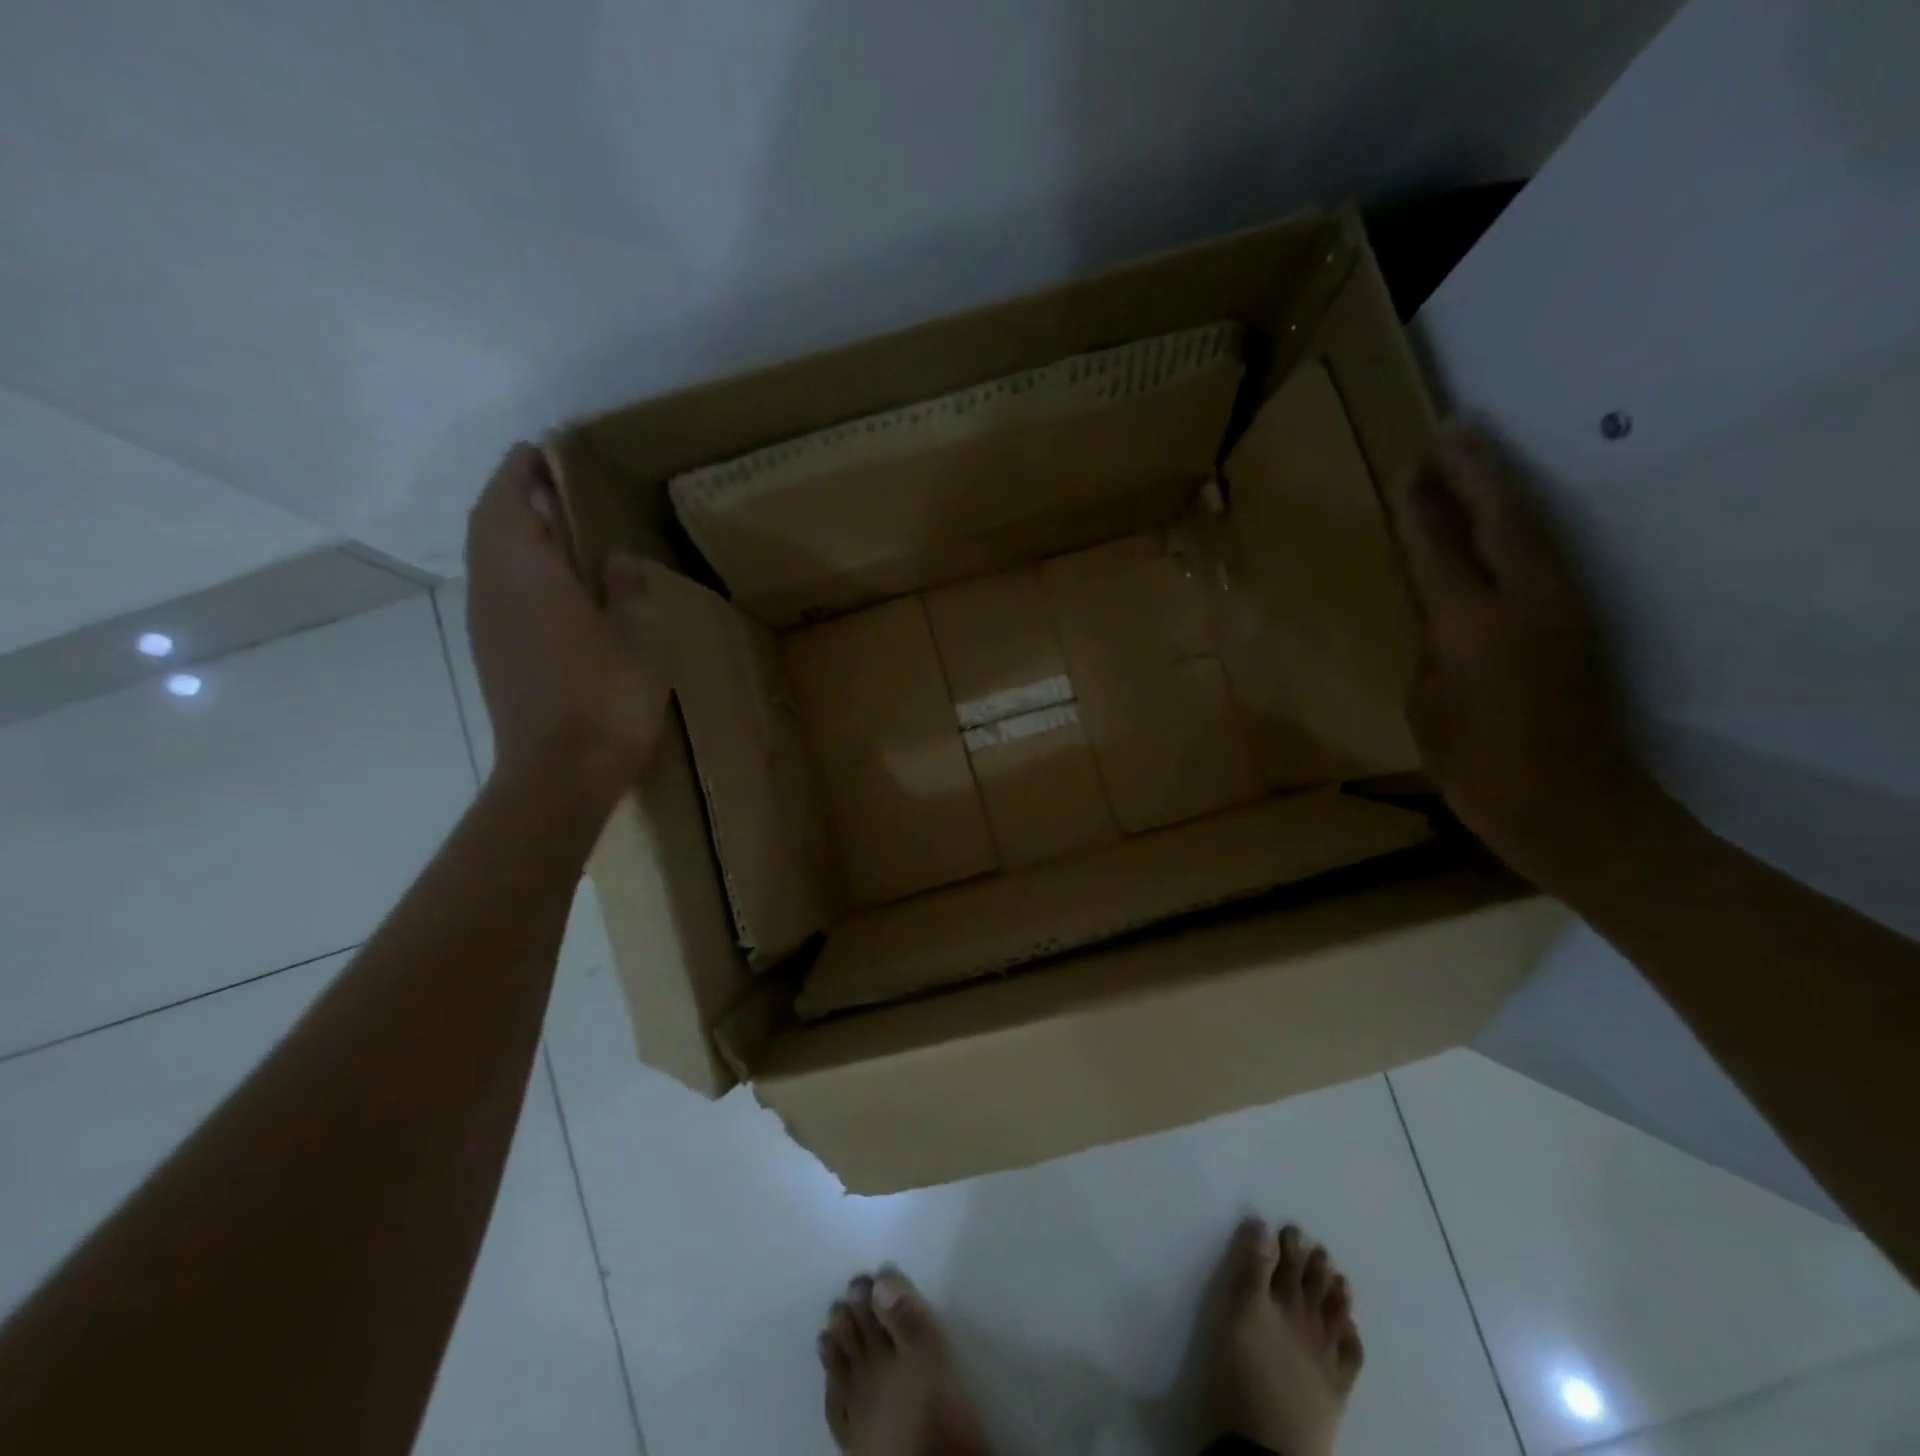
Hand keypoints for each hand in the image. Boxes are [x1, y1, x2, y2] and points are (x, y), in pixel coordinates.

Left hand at [464, 444, 670, 789]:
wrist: (559, 771)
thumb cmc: (606, 694)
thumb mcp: (640, 634)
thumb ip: (628, 586)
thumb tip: (615, 560)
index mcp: (526, 569)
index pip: (511, 498)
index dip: (523, 469)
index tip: (542, 450)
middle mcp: (494, 587)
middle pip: (490, 523)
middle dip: (515, 496)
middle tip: (553, 485)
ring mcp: (488, 623)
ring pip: (490, 557)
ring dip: (515, 533)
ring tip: (556, 528)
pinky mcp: (495, 654)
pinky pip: (498, 589)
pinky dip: (517, 568)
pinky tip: (553, 585)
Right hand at [1396, 425, 1661, 889]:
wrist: (1577, 809)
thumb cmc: (1479, 769)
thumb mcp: (1428, 707)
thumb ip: (1431, 645)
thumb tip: (1436, 606)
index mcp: (1475, 628)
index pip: (1441, 550)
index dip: (1421, 509)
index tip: (1408, 468)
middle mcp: (1527, 603)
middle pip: (1502, 518)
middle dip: (1475, 470)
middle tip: (1451, 429)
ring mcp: (1566, 608)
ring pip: (1532, 529)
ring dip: (1502, 488)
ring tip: (1472, 458)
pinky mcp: (1583, 622)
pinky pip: (1543, 556)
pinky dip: (1516, 525)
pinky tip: (1498, 519)